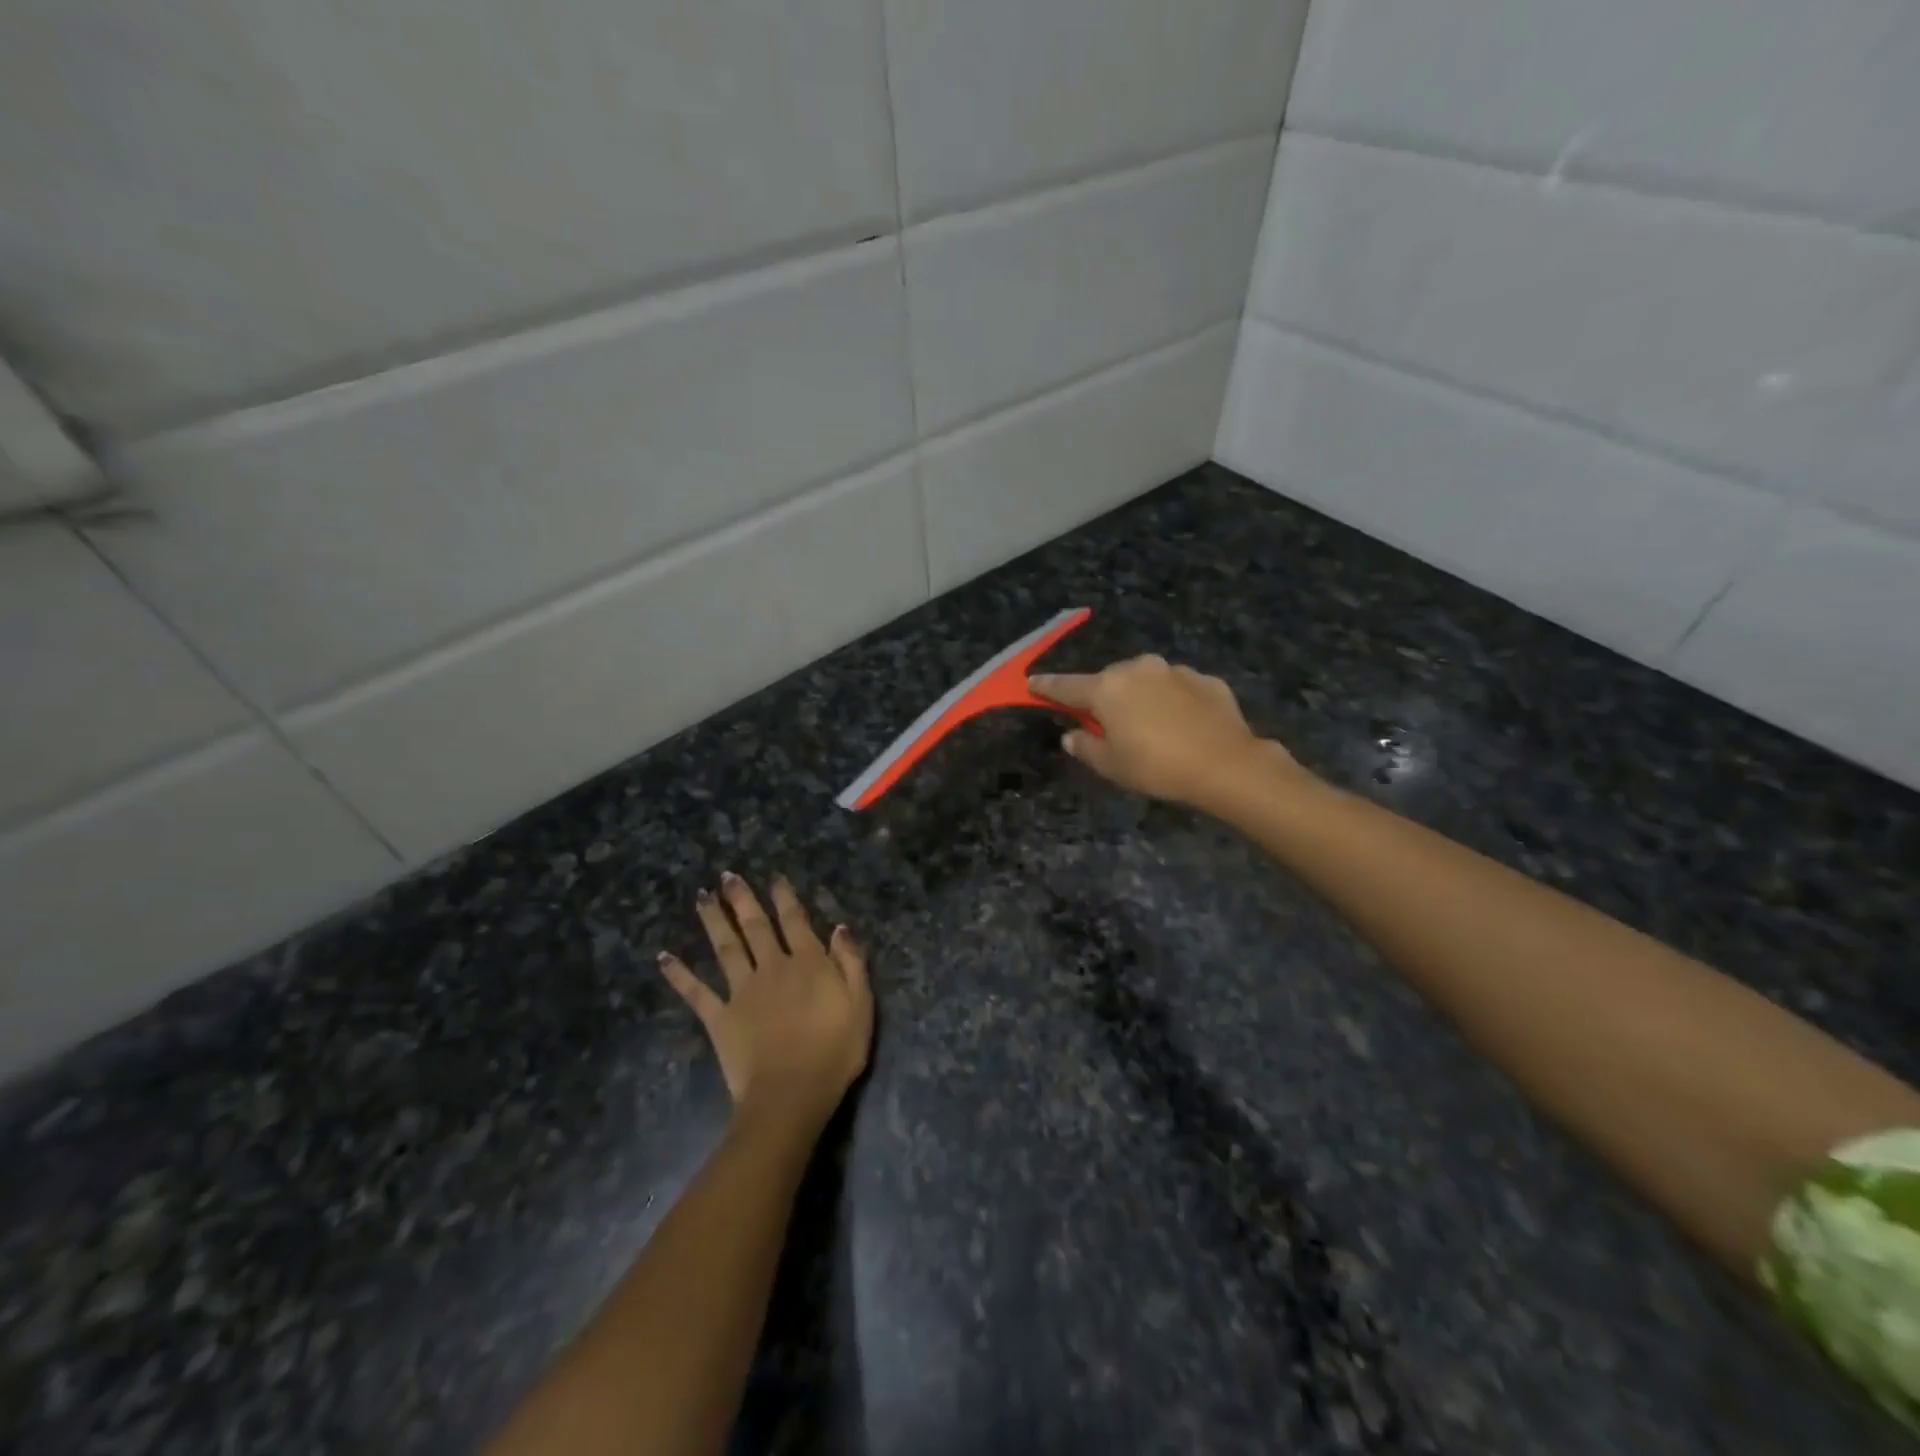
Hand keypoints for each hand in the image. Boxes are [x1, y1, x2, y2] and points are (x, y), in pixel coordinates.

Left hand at [659, 873, 872, 1130]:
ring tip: (701, 897)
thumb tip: (840, 928)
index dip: (784, 898)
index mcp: (808, 964)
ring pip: (725, 948)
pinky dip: (679, 974)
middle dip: (742, 899)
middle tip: (727, 876)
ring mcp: (742, 991)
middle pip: (755, 926)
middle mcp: (772, 968)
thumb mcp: (861, 1004)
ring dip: (713, 920)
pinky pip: (697, 992)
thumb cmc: (835, 1051)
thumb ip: (851, 963)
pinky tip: (664, 957)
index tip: (774, 878)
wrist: (792, 1094)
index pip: (795, 921)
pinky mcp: (720, 1018)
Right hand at [1031, 656, 1297, 810]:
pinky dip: (1174, 701)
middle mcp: (1138, 669)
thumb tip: (1072, 735)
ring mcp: (1175, 671)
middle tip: (1108, 723)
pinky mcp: (1206, 680)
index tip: (1031, 683)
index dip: (1047, 686)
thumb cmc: (1157, 767)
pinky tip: (1183, 725)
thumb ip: (1085, 747)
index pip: (1066, 686)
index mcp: (1107, 688)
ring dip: (1141, 696)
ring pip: (1146, 680)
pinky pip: (1178, 688)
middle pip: (1110, 680)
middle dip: (1105, 697)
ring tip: (1151, 726)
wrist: (1226, 764)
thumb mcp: (1111, 766)